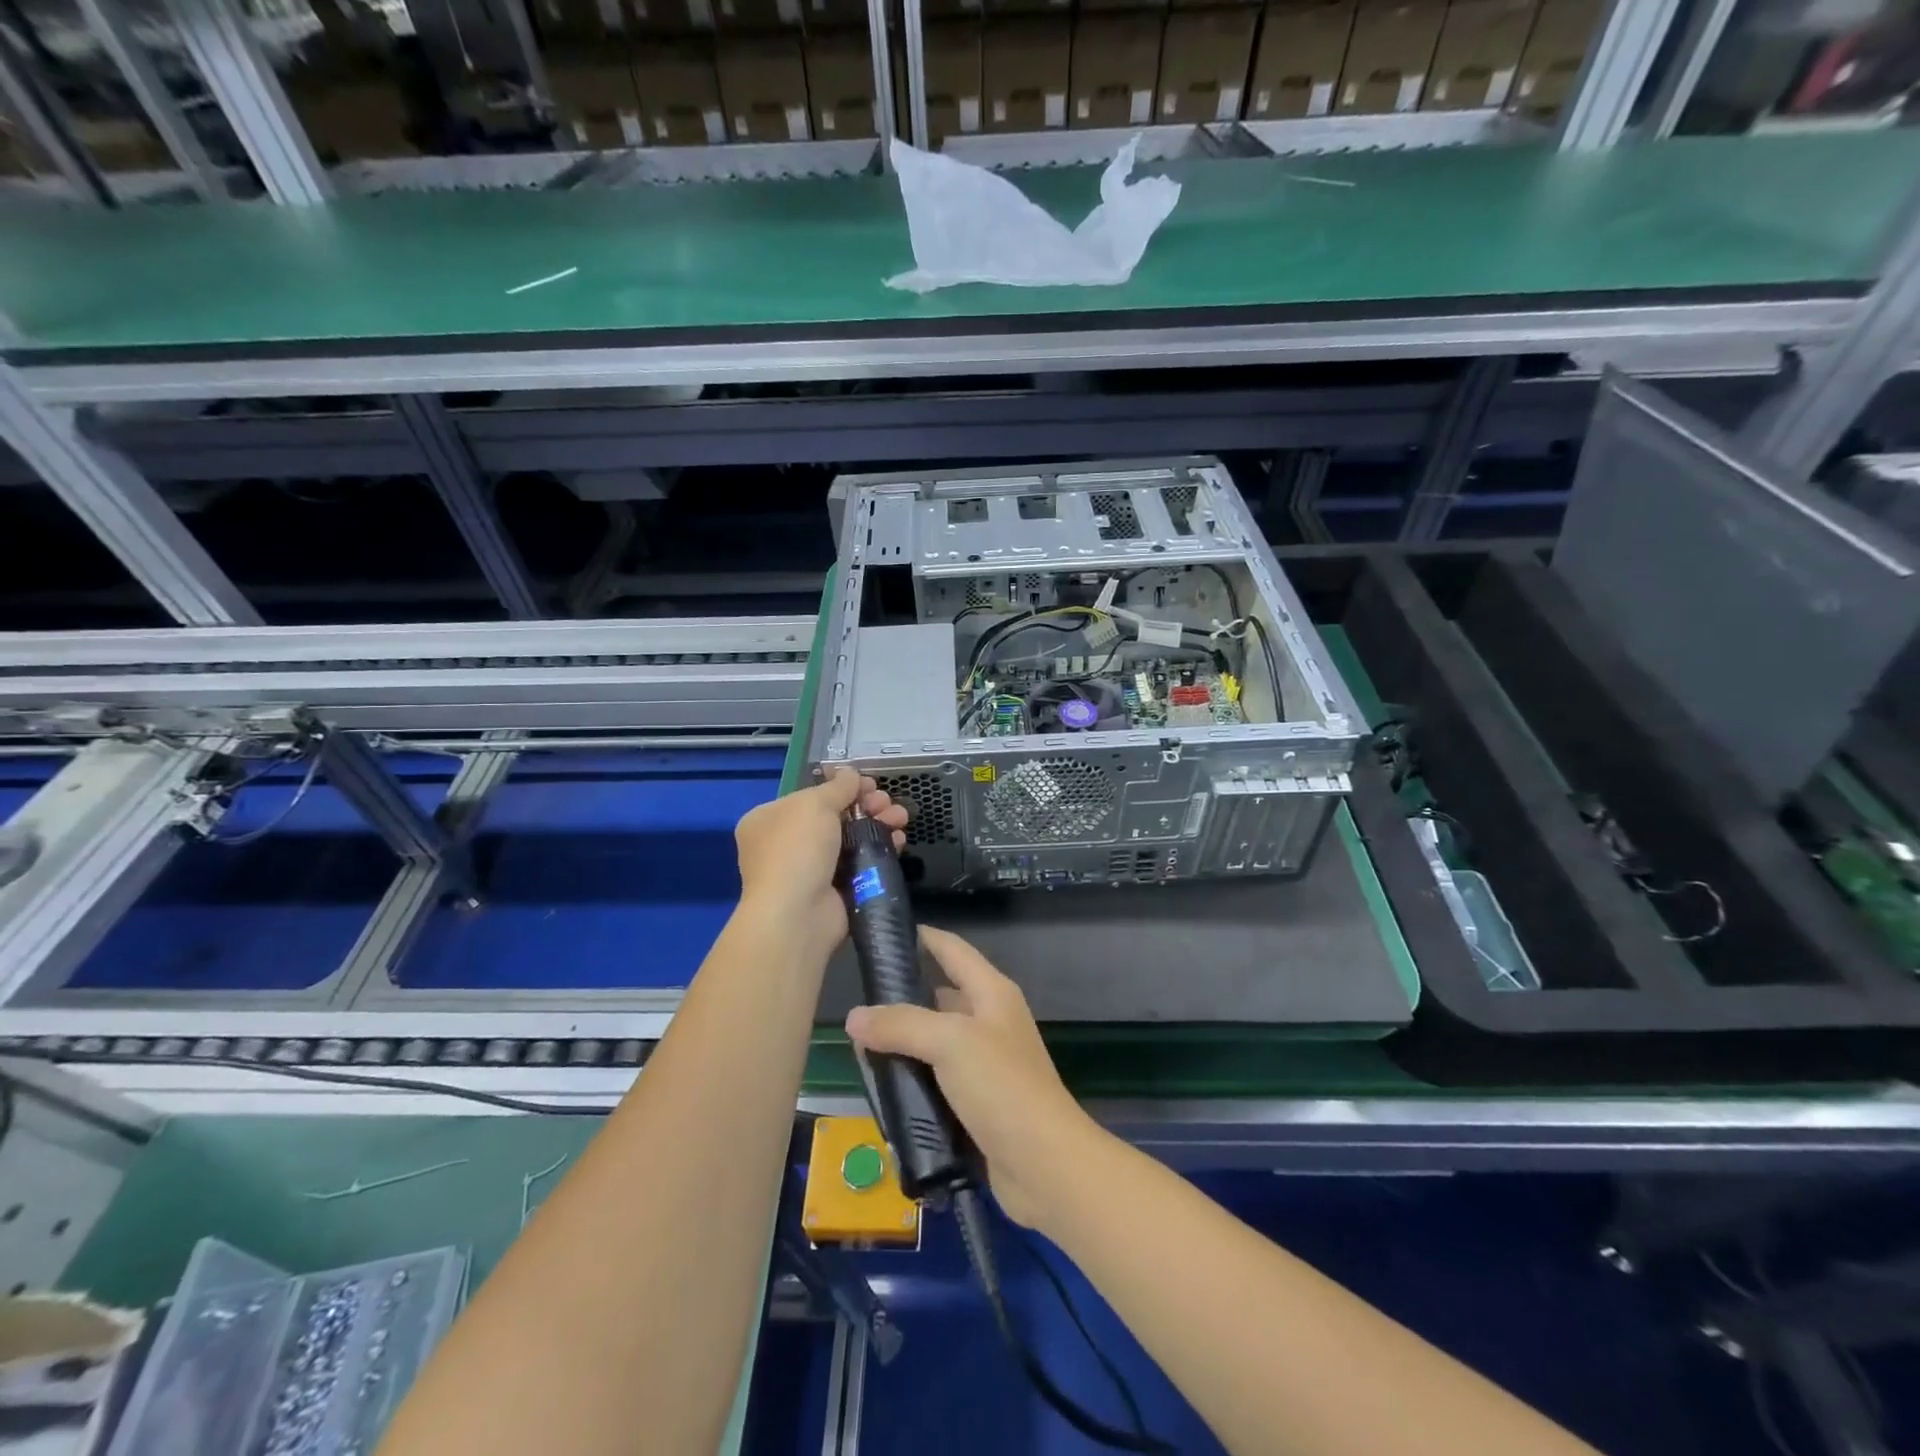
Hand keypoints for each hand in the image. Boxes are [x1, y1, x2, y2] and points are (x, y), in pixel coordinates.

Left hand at [734, 768, 906, 956]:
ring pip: (850, 840)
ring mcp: (809, 871)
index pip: (811, 797)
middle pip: (834, 817)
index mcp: (769, 820)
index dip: (842, 788)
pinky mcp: (833, 892)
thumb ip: (838, 787)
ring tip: (901, 819)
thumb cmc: (797, 849)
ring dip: (878, 825)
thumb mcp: (815, 804)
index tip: (870, 784)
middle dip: (866, 806)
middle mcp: (785, 845)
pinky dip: (878, 851)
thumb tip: (852, 774)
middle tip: (888, 802)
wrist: (797, 914)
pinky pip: (860, 865)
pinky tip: (898, 842)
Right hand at [844, 927, 1097, 1228]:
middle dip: (902, 995)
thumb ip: (901, 1024)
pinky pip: (938, 1077)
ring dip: (904, 1042)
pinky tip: (884, 1086)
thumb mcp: (950, 1042)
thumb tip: (854, 1017)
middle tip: (856, 1000)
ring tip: (859, 1045)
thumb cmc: (1002, 1087)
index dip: (922, 937)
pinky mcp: (978, 1100)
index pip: (952, 949)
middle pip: (941, 994)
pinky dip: (913, 1077)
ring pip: (935, 1040)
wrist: (1044, 1164)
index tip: (882, 934)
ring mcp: (986, 1062)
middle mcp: (990, 1020)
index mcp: (991, 992)